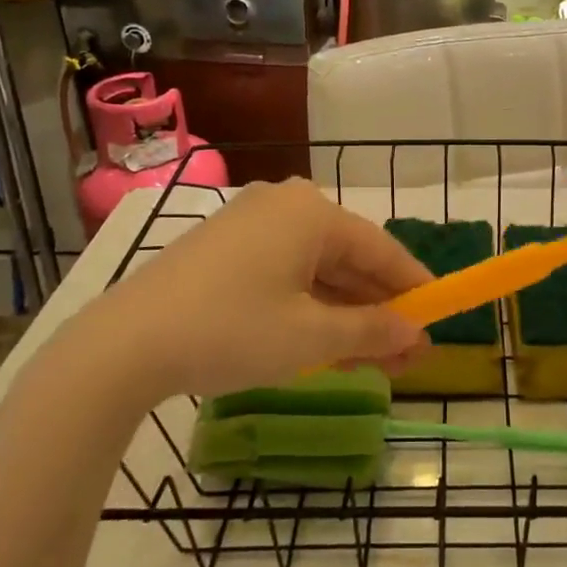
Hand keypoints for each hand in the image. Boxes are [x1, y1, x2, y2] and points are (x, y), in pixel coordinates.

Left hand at [60, 180, 429, 408]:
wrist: (125, 345)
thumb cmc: (232, 330)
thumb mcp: (311, 336)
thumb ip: (373, 331)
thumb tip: (418, 335)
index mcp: (312, 212)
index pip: (381, 249)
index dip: (415, 288)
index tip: (440, 318)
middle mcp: (285, 206)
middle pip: (349, 260)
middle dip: (379, 310)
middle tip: (408, 355)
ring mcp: (250, 226)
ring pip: (317, 272)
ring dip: (346, 314)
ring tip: (375, 360)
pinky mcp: (224, 250)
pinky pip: (285, 275)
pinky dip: (310, 308)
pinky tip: (327, 344)